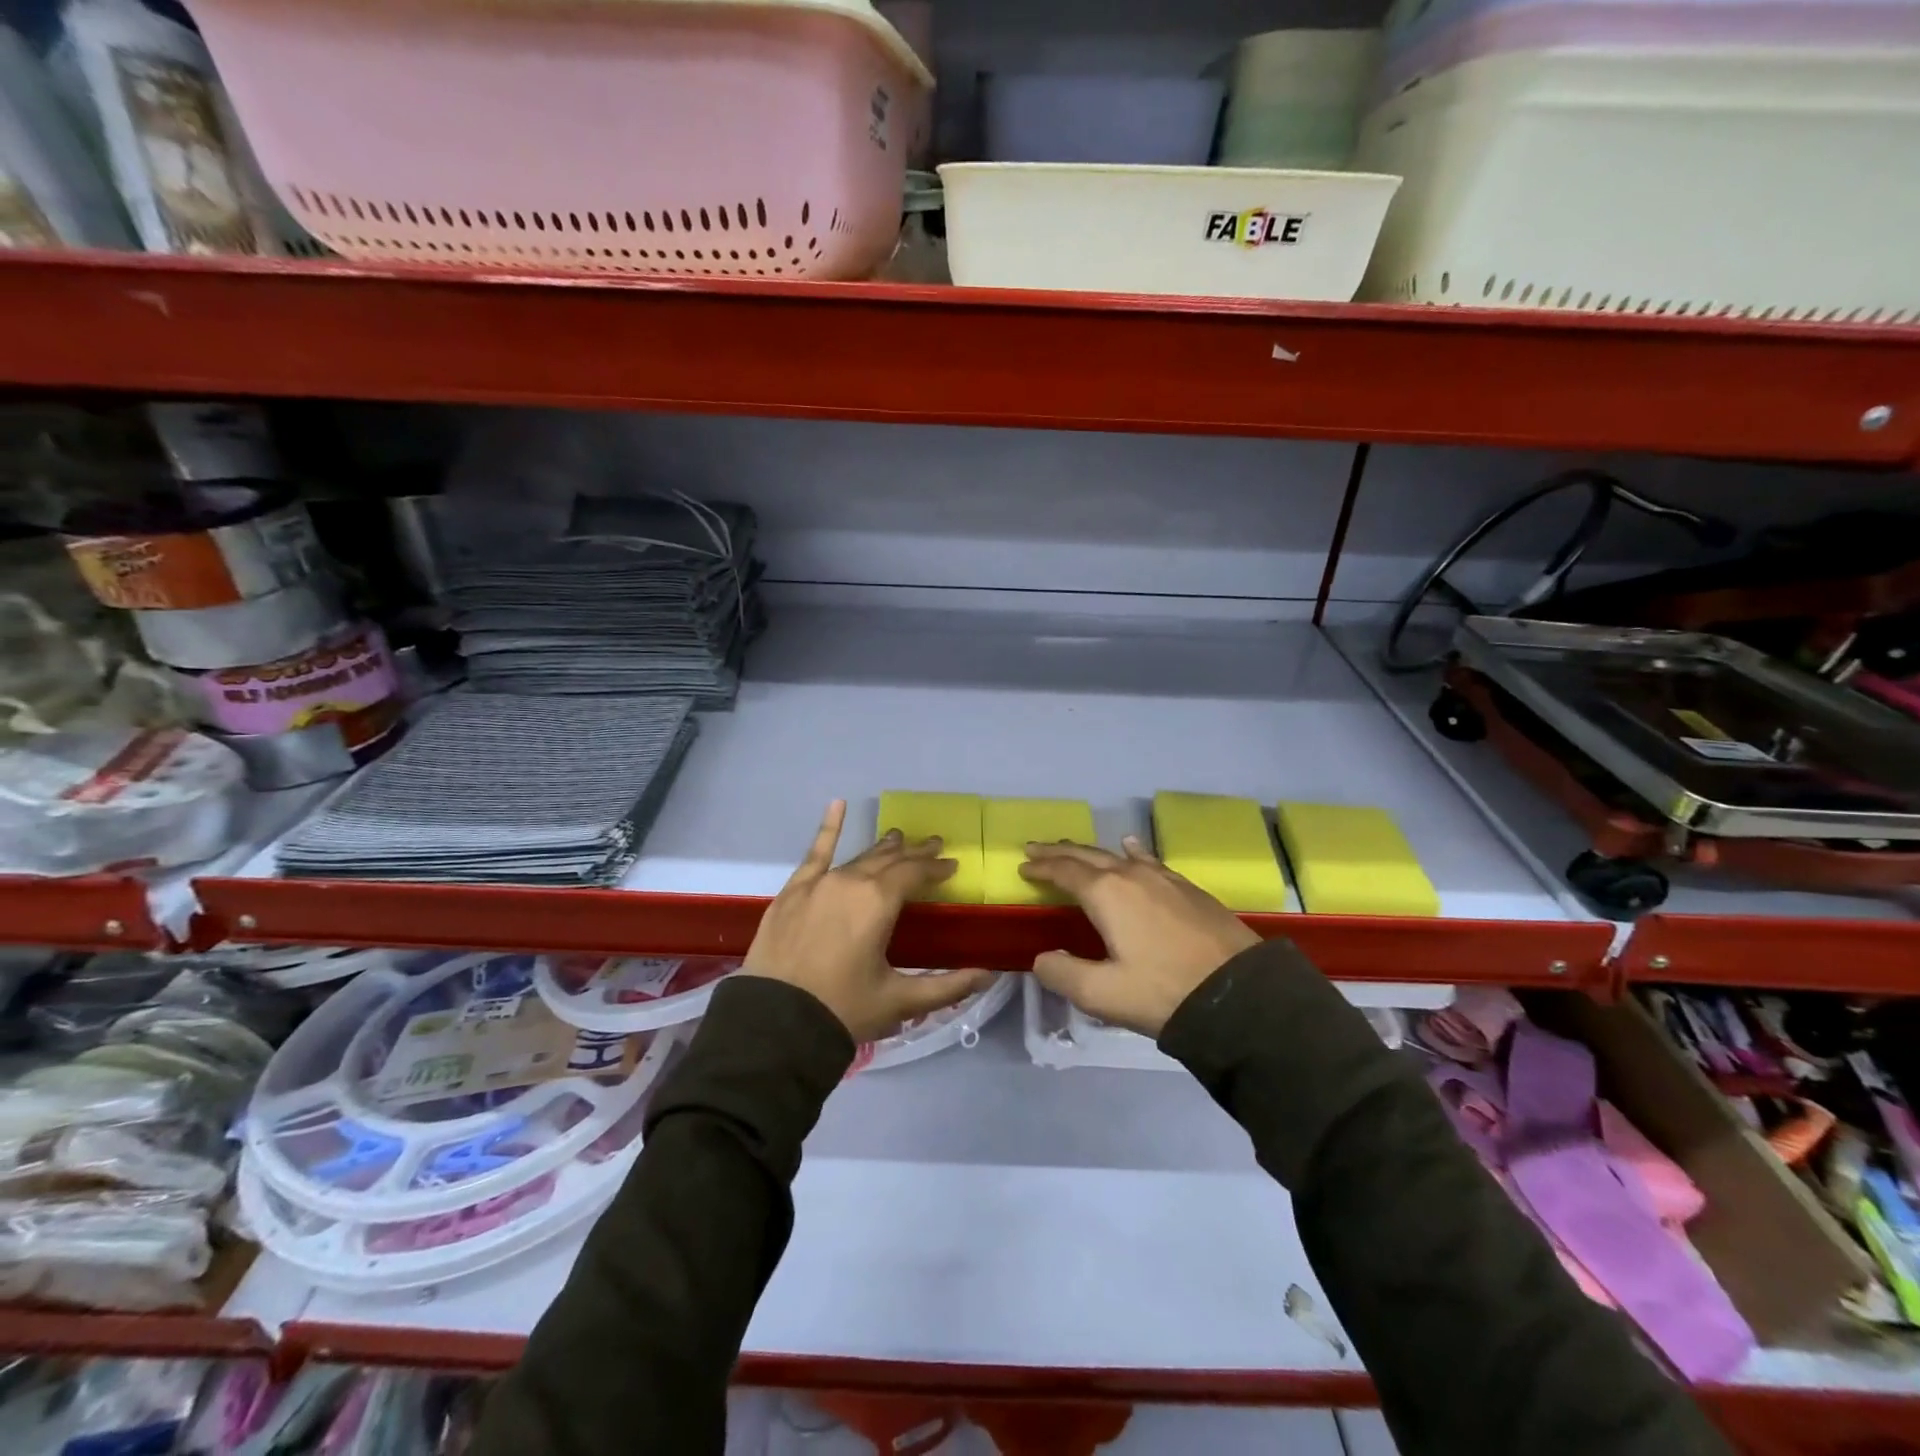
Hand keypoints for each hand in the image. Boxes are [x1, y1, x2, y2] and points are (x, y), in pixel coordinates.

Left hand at [742, 801, 996, 1043]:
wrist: (774, 1023)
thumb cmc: (843, 1010)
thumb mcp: (899, 1001)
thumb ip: (947, 986)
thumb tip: (989, 974)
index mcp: (879, 902)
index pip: (915, 874)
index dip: (936, 868)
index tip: (952, 865)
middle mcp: (851, 882)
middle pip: (889, 860)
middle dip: (914, 853)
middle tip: (933, 844)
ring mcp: (819, 883)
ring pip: (859, 858)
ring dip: (882, 848)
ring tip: (898, 837)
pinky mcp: (793, 891)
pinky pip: (815, 853)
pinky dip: (828, 828)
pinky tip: (837, 804)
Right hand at [1020, 837, 1261, 1037]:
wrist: (1239, 994)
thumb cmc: (1164, 992)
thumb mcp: (1102, 994)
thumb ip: (1062, 973)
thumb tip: (1043, 957)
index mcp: (1106, 894)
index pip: (1064, 872)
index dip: (1041, 868)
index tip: (1023, 866)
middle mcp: (1131, 875)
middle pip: (1087, 855)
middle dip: (1059, 852)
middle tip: (1036, 847)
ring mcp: (1163, 878)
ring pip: (1116, 855)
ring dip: (1090, 852)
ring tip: (1073, 850)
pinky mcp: (1187, 888)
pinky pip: (1148, 859)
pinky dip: (1130, 852)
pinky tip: (1131, 847)